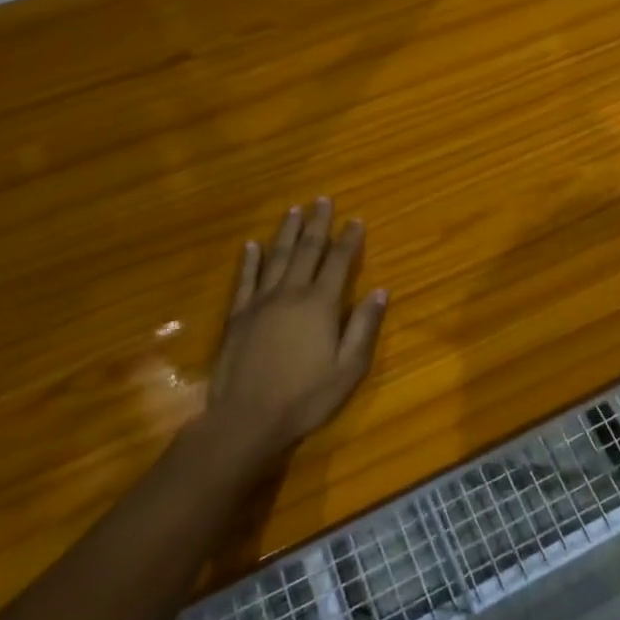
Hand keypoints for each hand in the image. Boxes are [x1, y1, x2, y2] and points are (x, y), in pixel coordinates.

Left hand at [207, 198, 388, 460]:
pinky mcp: (237, 316)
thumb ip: (363, 326)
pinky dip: (249, 260)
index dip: (349, 240)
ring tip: (293, 210)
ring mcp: (260, 302)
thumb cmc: (305, 397)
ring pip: (275, 258)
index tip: (356, 219)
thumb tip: (381, 290)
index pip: (339, 263)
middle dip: (317, 224)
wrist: (247, 419)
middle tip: (322, 200)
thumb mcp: (348, 368)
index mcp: (320, 305)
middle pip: (306, 251)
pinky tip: (250, 245)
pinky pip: (244, 280)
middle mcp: (291, 294)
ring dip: (286, 232)